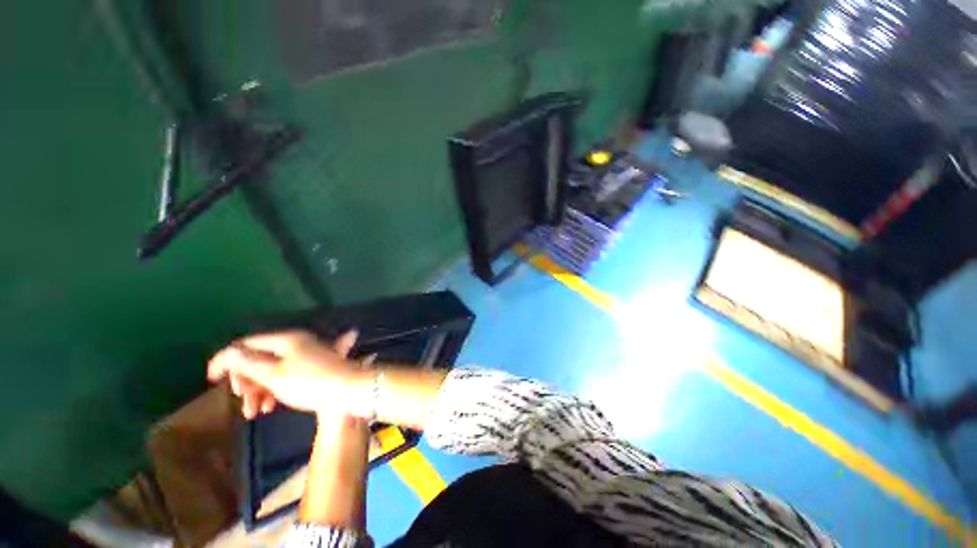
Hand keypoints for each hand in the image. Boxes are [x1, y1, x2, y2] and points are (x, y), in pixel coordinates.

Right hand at [207, 330, 362, 418]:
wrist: (348, 390)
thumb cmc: (308, 383)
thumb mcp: (272, 374)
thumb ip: (246, 362)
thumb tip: (227, 352)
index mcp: (286, 339)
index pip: (247, 343)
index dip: (226, 360)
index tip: (212, 381)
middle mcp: (296, 342)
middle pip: (260, 358)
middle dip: (246, 380)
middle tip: (242, 400)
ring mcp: (307, 354)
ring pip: (272, 370)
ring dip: (259, 390)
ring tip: (255, 412)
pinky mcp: (313, 367)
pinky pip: (287, 375)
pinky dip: (275, 389)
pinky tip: (271, 406)